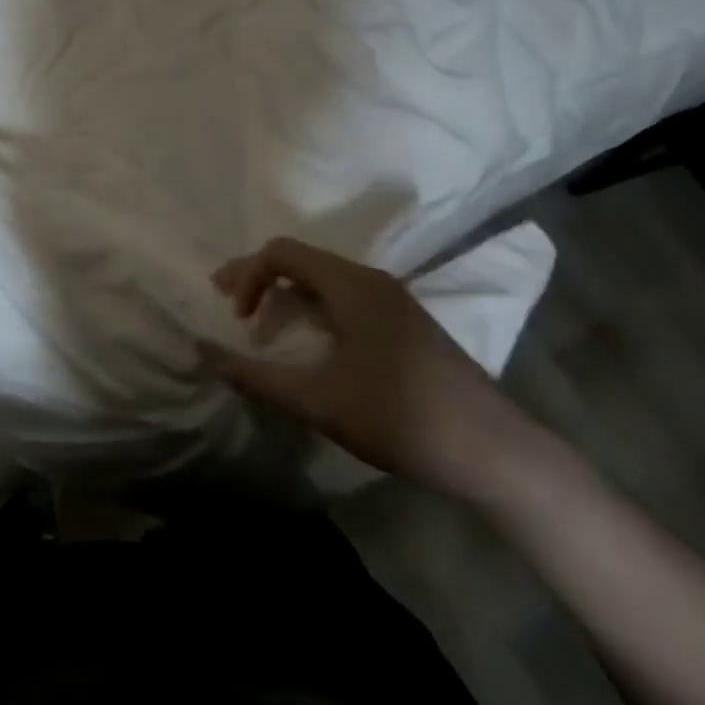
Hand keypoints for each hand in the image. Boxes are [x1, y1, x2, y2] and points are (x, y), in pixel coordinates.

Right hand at [212, 238, 533, 497]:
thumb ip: (259, 378)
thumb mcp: (320, 402)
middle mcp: (371, 280)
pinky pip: (343, 296)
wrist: (495, 452)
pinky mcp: (404, 322)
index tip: (239, 321)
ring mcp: (392, 300)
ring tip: (259, 321)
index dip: (248, 276)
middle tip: (227, 301)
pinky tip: (307, 339)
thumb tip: (210, 357)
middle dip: (259, 277)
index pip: (281, 252)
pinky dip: (311, 307)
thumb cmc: (401, 418)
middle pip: (300, 259)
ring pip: (322, 278)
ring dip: (285, 292)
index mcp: (351, 285)